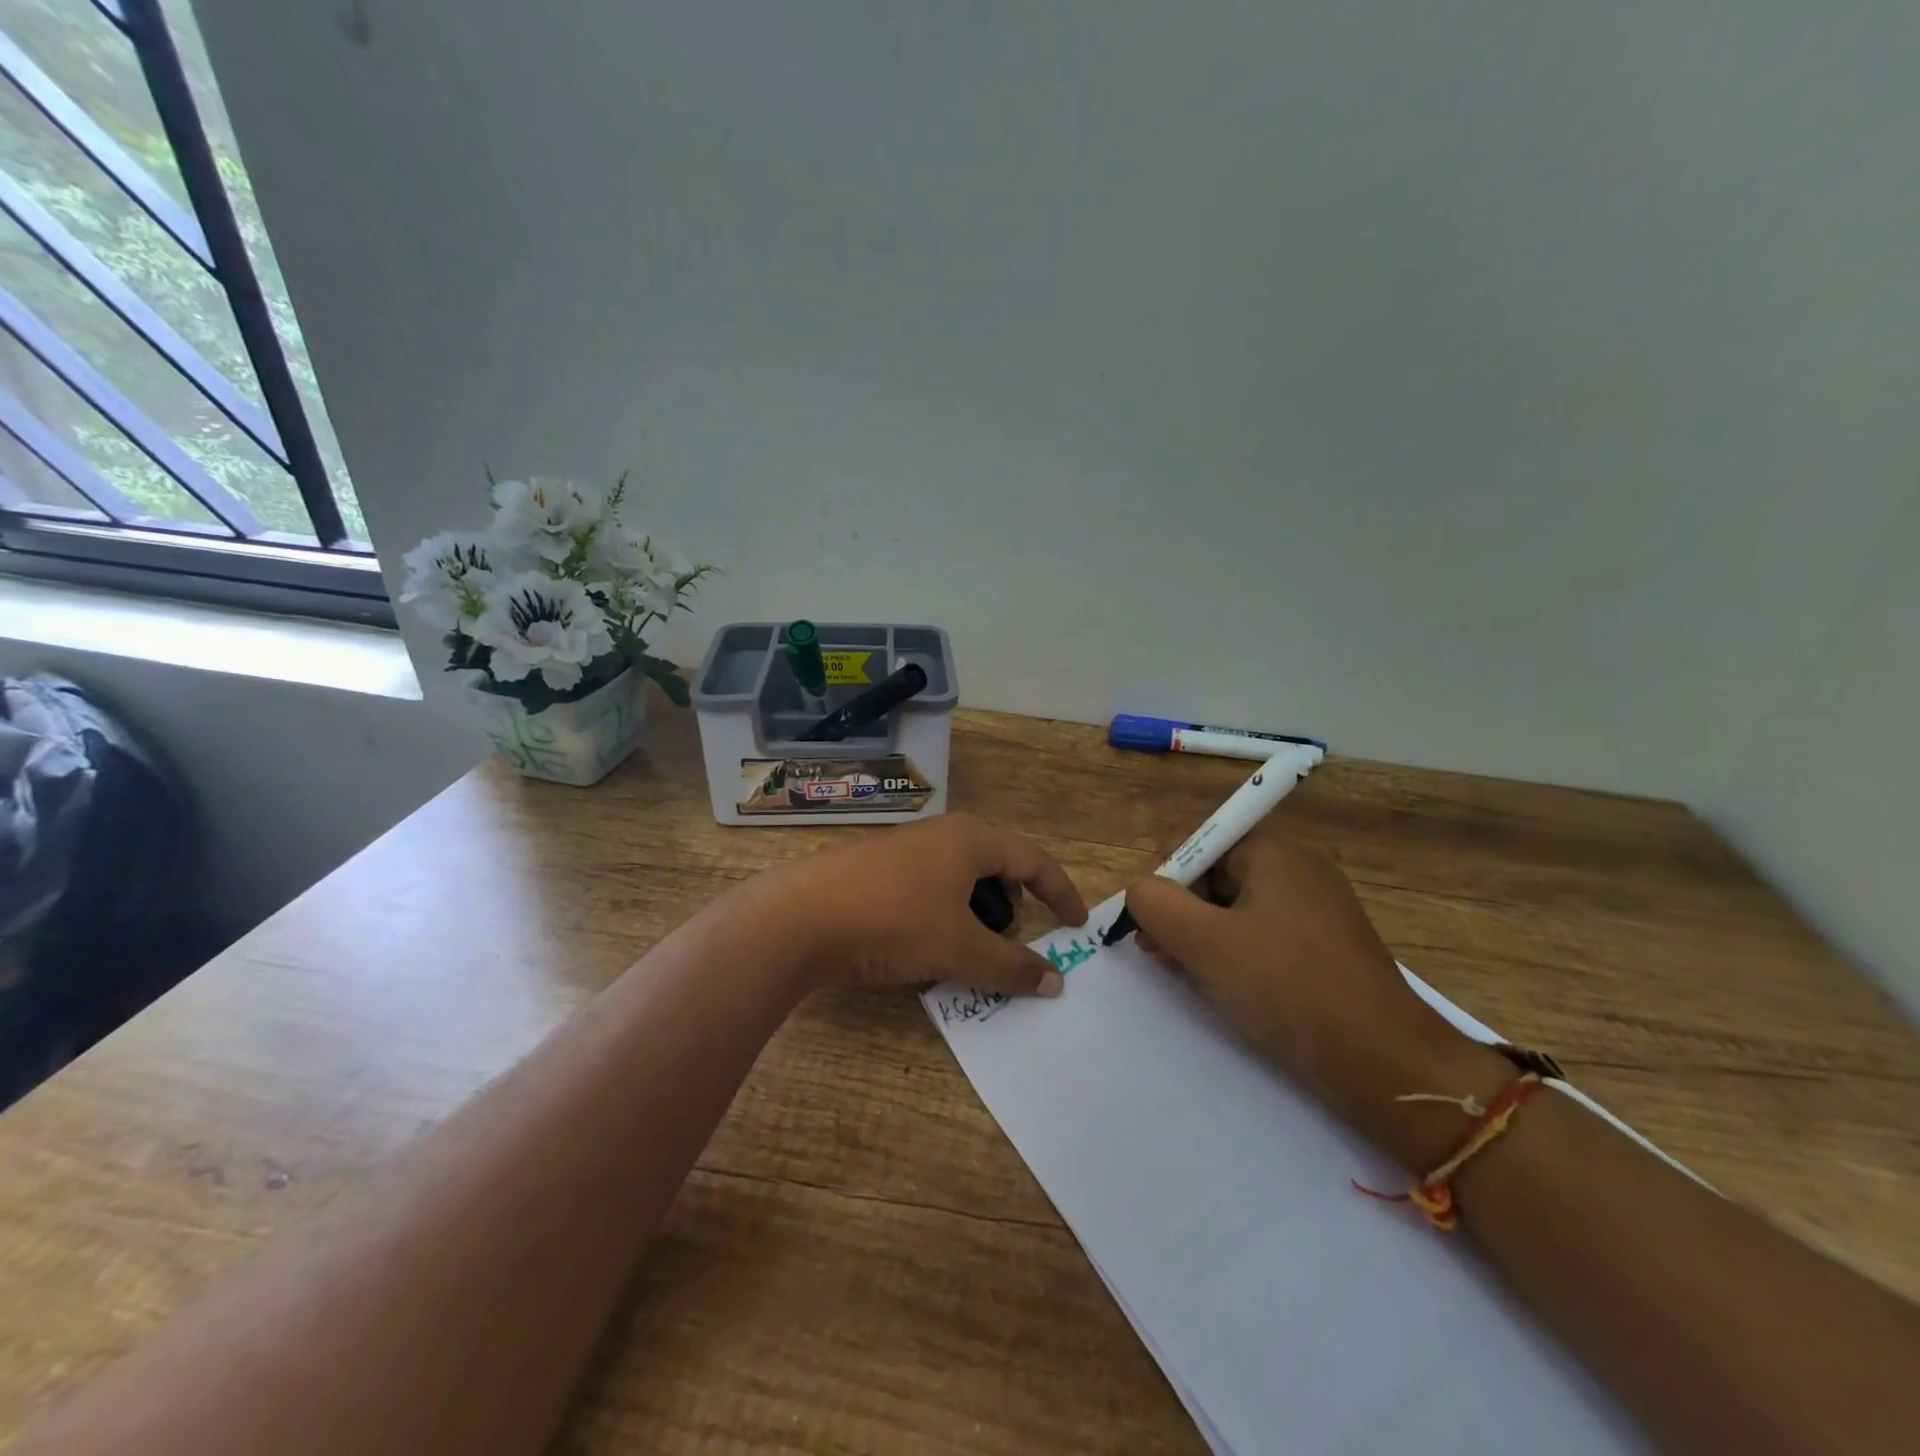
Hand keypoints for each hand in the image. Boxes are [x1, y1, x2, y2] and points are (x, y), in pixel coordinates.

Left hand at [762, 813, 1088, 995]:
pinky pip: (927, 889)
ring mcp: (903, 850)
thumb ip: (1012, 966)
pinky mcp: (874, 870)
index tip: (1077, 925)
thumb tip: (1055, 983)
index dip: (1061, 892)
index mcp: (971, 840)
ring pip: (958, 878)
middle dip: (1014, 902)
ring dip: (975, 913)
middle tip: (1018, 938)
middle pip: (996, 864)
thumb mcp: (960, 949)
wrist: (799, 917)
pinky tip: (924, 949)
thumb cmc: (894, 922)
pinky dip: (942, 916)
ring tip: (969, 950)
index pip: (1034, 859)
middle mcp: (940, 835)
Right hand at [1123, 834, 1507, 1169]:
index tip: (1146, 919)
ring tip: (1185, 974)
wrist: (1386, 1065)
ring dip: (1200, 935)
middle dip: (1178, 909)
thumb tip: (1140, 890)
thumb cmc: (1289, 988)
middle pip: (1214, 874)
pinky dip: (1231, 954)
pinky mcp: (1321, 950)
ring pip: (1233, 909)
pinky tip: (1220, 987)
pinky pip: (1259, 937)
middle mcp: (1297, 871)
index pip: (1199, 840)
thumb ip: (1155, 903)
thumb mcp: (1205, 942)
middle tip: (1157, 951)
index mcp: (1275, 854)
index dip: (1163, 874)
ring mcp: (1313, 912)